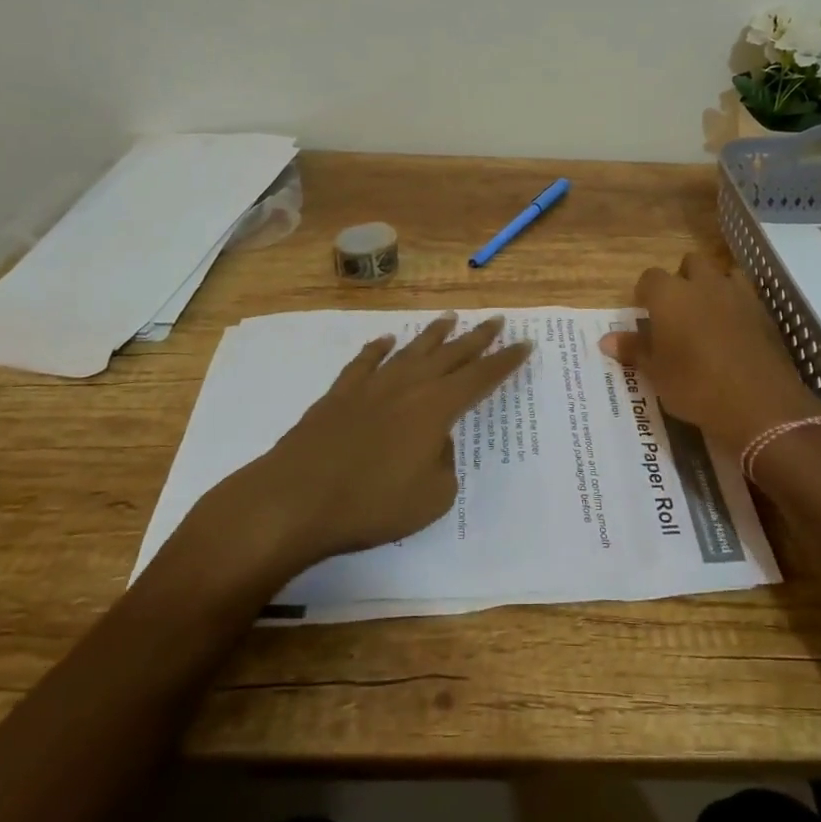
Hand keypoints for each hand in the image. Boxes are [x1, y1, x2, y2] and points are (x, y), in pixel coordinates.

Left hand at [169, 316, 531, 587]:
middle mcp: (408, 386)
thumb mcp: (431, 499)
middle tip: (496, 320)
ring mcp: (371, 386)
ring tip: (450, 317)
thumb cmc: (370, 504)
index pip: (481, 377)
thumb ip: (444, 465)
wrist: (295, 498)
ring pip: (411, 350)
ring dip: (433, 334)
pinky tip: (386, 340)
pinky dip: (377, 349)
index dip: (505, 361)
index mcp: (437, 408)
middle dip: (477, 337)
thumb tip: (435, 443)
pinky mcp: (339, 394)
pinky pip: (364, 362)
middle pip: (451, 354)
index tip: (525, 343)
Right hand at [599, 254, 820, 454]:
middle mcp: (703, 284)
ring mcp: (737, 295)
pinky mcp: (763, 312)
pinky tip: (734, 331)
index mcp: (670, 295)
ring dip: (713, 286)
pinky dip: (737, 305)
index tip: (645, 311)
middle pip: (690, 264)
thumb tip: (606, 340)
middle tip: (677, 311)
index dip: (646, 293)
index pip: (650, 277)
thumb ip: (634, 350)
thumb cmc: (695, 387)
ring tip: (708, 315)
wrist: (759, 405)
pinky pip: (745, 296)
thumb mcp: (657, 373)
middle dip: (683, 279)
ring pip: (722, 273)